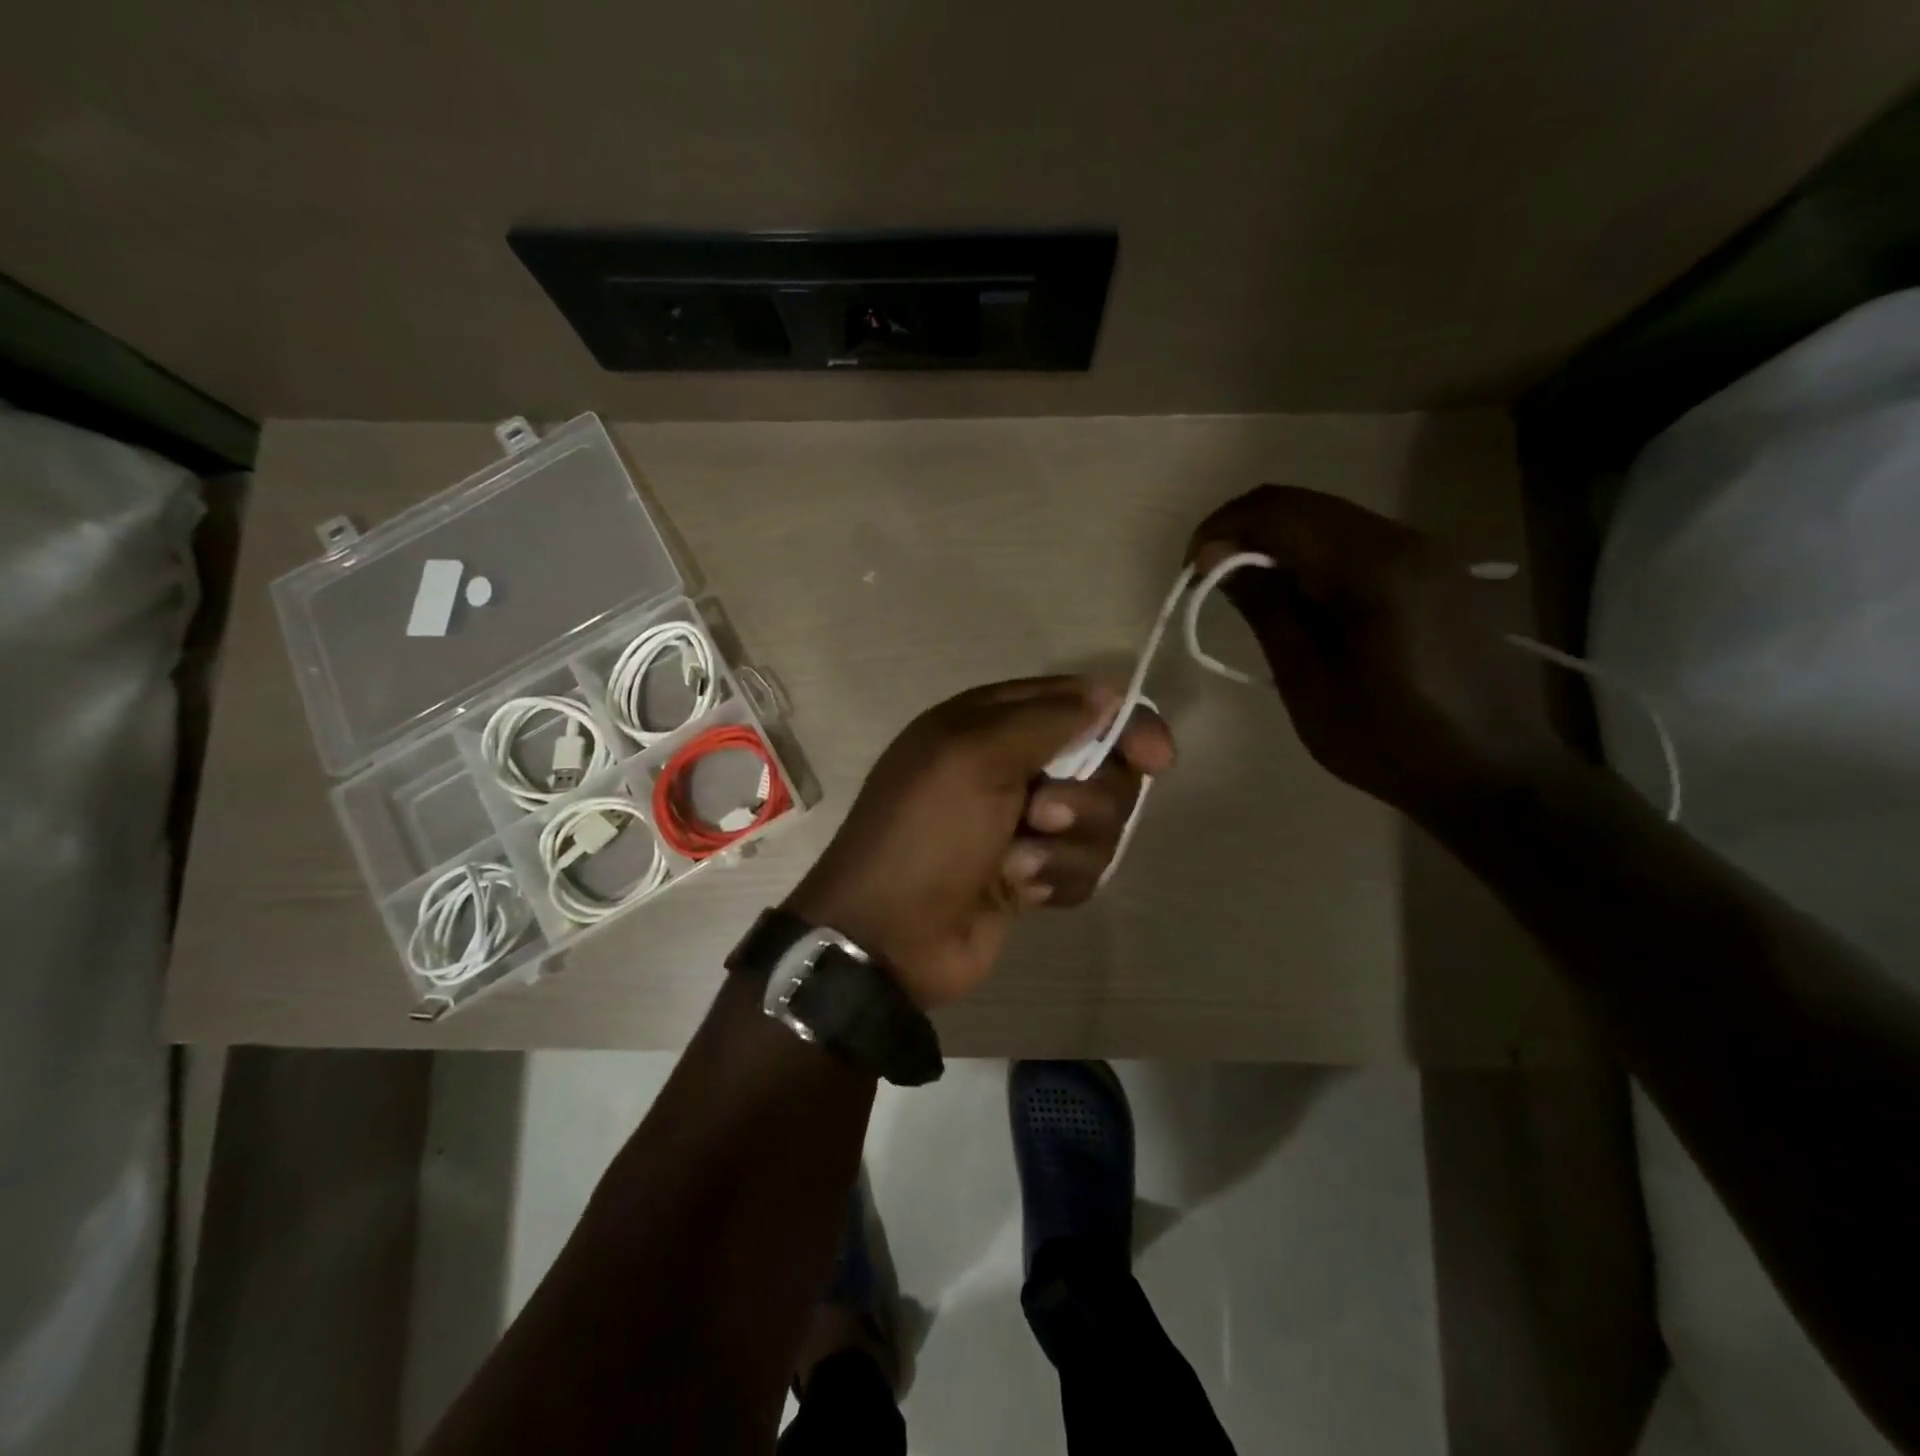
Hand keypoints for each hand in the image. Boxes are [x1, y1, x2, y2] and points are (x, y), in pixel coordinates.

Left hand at [785, 677, 1174, 1009]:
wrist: (891, 937)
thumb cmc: (926, 834)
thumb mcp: (972, 756)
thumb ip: (1045, 719)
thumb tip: (1108, 696)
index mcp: (990, 723)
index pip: (1079, 702)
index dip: (1123, 724)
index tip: (1155, 757)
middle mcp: (1012, 765)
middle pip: (1102, 766)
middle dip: (1084, 798)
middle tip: (1040, 815)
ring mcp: (1025, 823)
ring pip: (1100, 822)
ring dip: (1065, 847)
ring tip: (1016, 864)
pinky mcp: (1034, 872)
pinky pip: (1084, 866)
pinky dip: (1056, 878)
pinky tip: (1020, 891)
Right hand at [1188, 485, 1569, 826]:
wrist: (1493, 771)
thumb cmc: (1390, 741)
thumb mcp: (1309, 685)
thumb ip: (1267, 611)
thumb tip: (1218, 560)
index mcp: (1370, 569)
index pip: (1277, 513)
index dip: (1221, 531)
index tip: (1190, 574)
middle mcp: (1401, 540)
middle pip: (1302, 503)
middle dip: (1243, 531)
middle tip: (1208, 580)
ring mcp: (1425, 550)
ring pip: (1328, 516)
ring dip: (1276, 541)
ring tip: (1247, 591)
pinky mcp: (1433, 569)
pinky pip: (1354, 538)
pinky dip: (1311, 553)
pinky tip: (1298, 598)